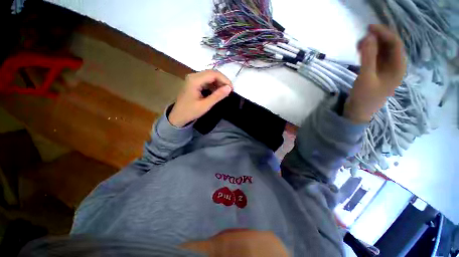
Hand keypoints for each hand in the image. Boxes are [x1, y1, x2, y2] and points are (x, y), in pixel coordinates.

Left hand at [168, 70, 232, 126]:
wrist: (178, 116)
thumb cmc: (190, 112)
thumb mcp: (205, 105)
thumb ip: (217, 96)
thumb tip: (229, 88)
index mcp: (195, 80)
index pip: (213, 74)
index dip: (225, 80)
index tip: (231, 89)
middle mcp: (193, 76)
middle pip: (212, 73)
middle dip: (222, 81)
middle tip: (229, 90)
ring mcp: (193, 79)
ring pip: (210, 76)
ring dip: (218, 83)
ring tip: (224, 92)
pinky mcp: (194, 82)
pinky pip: (206, 80)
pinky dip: (213, 85)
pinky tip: (217, 92)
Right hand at [344, 24, 406, 122]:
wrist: (358, 112)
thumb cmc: (364, 97)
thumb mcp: (366, 77)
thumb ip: (368, 57)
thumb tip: (368, 37)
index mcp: (398, 67)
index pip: (395, 44)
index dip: (384, 33)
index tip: (369, 28)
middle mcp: (395, 66)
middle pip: (390, 46)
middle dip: (377, 39)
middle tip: (362, 36)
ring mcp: (386, 70)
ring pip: (382, 51)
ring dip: (372, 45)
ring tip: (359, 43)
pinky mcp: (377, 73)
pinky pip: (375, 58)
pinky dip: (369, 52)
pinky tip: (361, 51)